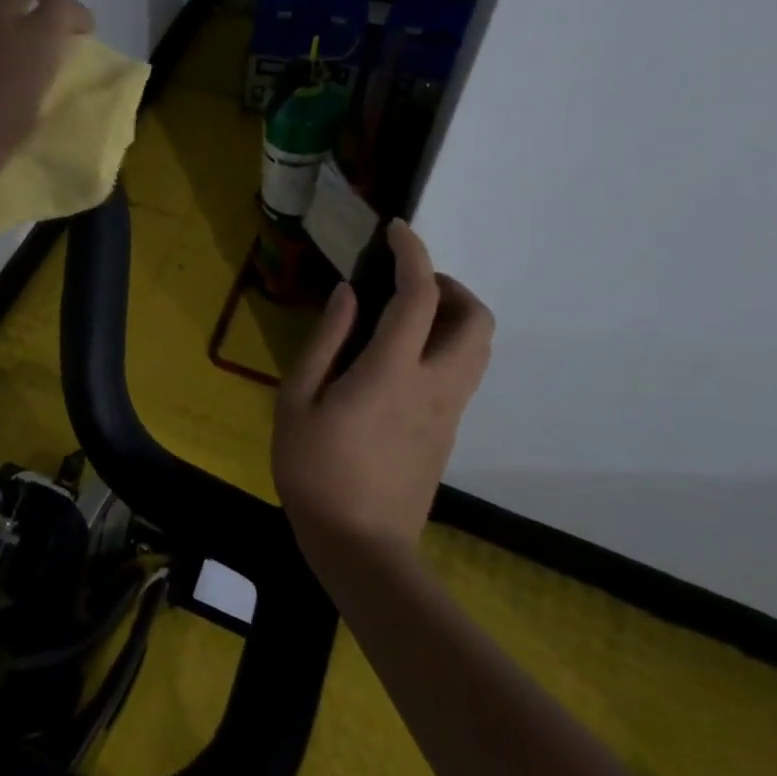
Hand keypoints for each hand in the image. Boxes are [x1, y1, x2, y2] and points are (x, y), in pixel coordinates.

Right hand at [272, 220, 493, 552]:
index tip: (397, 231)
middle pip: (476, 319)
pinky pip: (463, 371)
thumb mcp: (297, 399)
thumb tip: (349, 294)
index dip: (413, 254)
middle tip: (405, 284)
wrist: (360, 544)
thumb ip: (326, 341)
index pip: (420, 296)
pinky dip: (444, 345)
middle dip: (450, 286)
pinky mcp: (448, 431)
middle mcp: (435, 385)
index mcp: (392, 371)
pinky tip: (398, 359)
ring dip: (453, 316)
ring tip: (403, 317)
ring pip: (479, 347)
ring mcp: (449, 411)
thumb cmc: (314, 468)